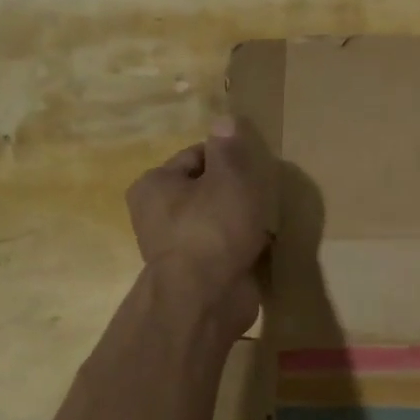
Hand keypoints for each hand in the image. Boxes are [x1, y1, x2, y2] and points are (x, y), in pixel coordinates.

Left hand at [127, 117, 272, 333]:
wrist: (206, 298)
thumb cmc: (213, 228)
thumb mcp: (228, 177)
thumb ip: (228, 148)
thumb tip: (224, 120)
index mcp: (154, 185)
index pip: (195, 156)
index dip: (227, 158)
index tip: (254, 168)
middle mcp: (156, 215)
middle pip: (205, 189)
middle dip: (234, 191)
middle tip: (262, 194)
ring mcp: (175, 247)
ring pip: (215, 220)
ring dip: (239, 220)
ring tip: (265, 221)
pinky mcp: (195, 273)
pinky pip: (223, 248)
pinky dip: (240, 245)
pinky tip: (261, 246)